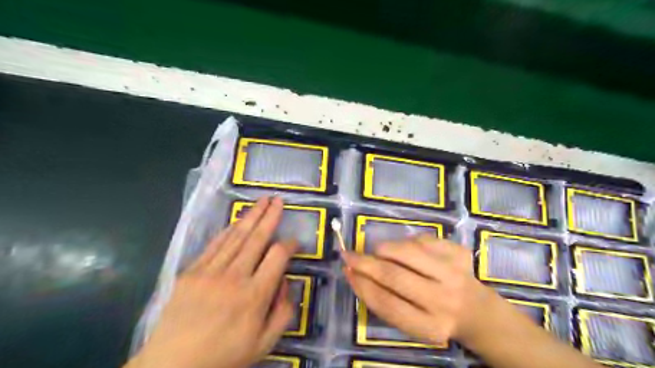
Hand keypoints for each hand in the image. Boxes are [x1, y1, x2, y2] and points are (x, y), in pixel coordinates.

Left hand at [129, 199, 297, 367]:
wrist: (172, 367)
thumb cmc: (224, 355)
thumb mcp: (264, 344)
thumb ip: (283, 312)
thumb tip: (286, 282)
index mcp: (255, 295)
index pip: (278, 256)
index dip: (290, 244)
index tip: (295, 242)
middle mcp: (234, 277)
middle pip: (257, 238)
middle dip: (270, 217)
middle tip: (279, 200)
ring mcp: (210, 271)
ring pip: (237, 236)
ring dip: (251, 216)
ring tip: (263, 201)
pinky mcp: (192, 272)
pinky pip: (215, 244)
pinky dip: (228, 230)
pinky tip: (237, 220)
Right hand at [343, 235, 490, 344]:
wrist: (477, 311)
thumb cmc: (435, 318)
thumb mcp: (412, 323)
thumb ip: (384, 301)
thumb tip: (354, 272)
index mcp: (429, 326)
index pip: (387, 304)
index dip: (362, 285)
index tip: (346, 270)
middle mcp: (443, 300)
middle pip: (394, 276)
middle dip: (365, 263)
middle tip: (348, 254)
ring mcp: (454, 273)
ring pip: (407, 251)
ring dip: (384, 249)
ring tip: (378, 252)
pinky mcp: (458, 253)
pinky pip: (421, 239)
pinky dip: (406, 242)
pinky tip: (407, 251)